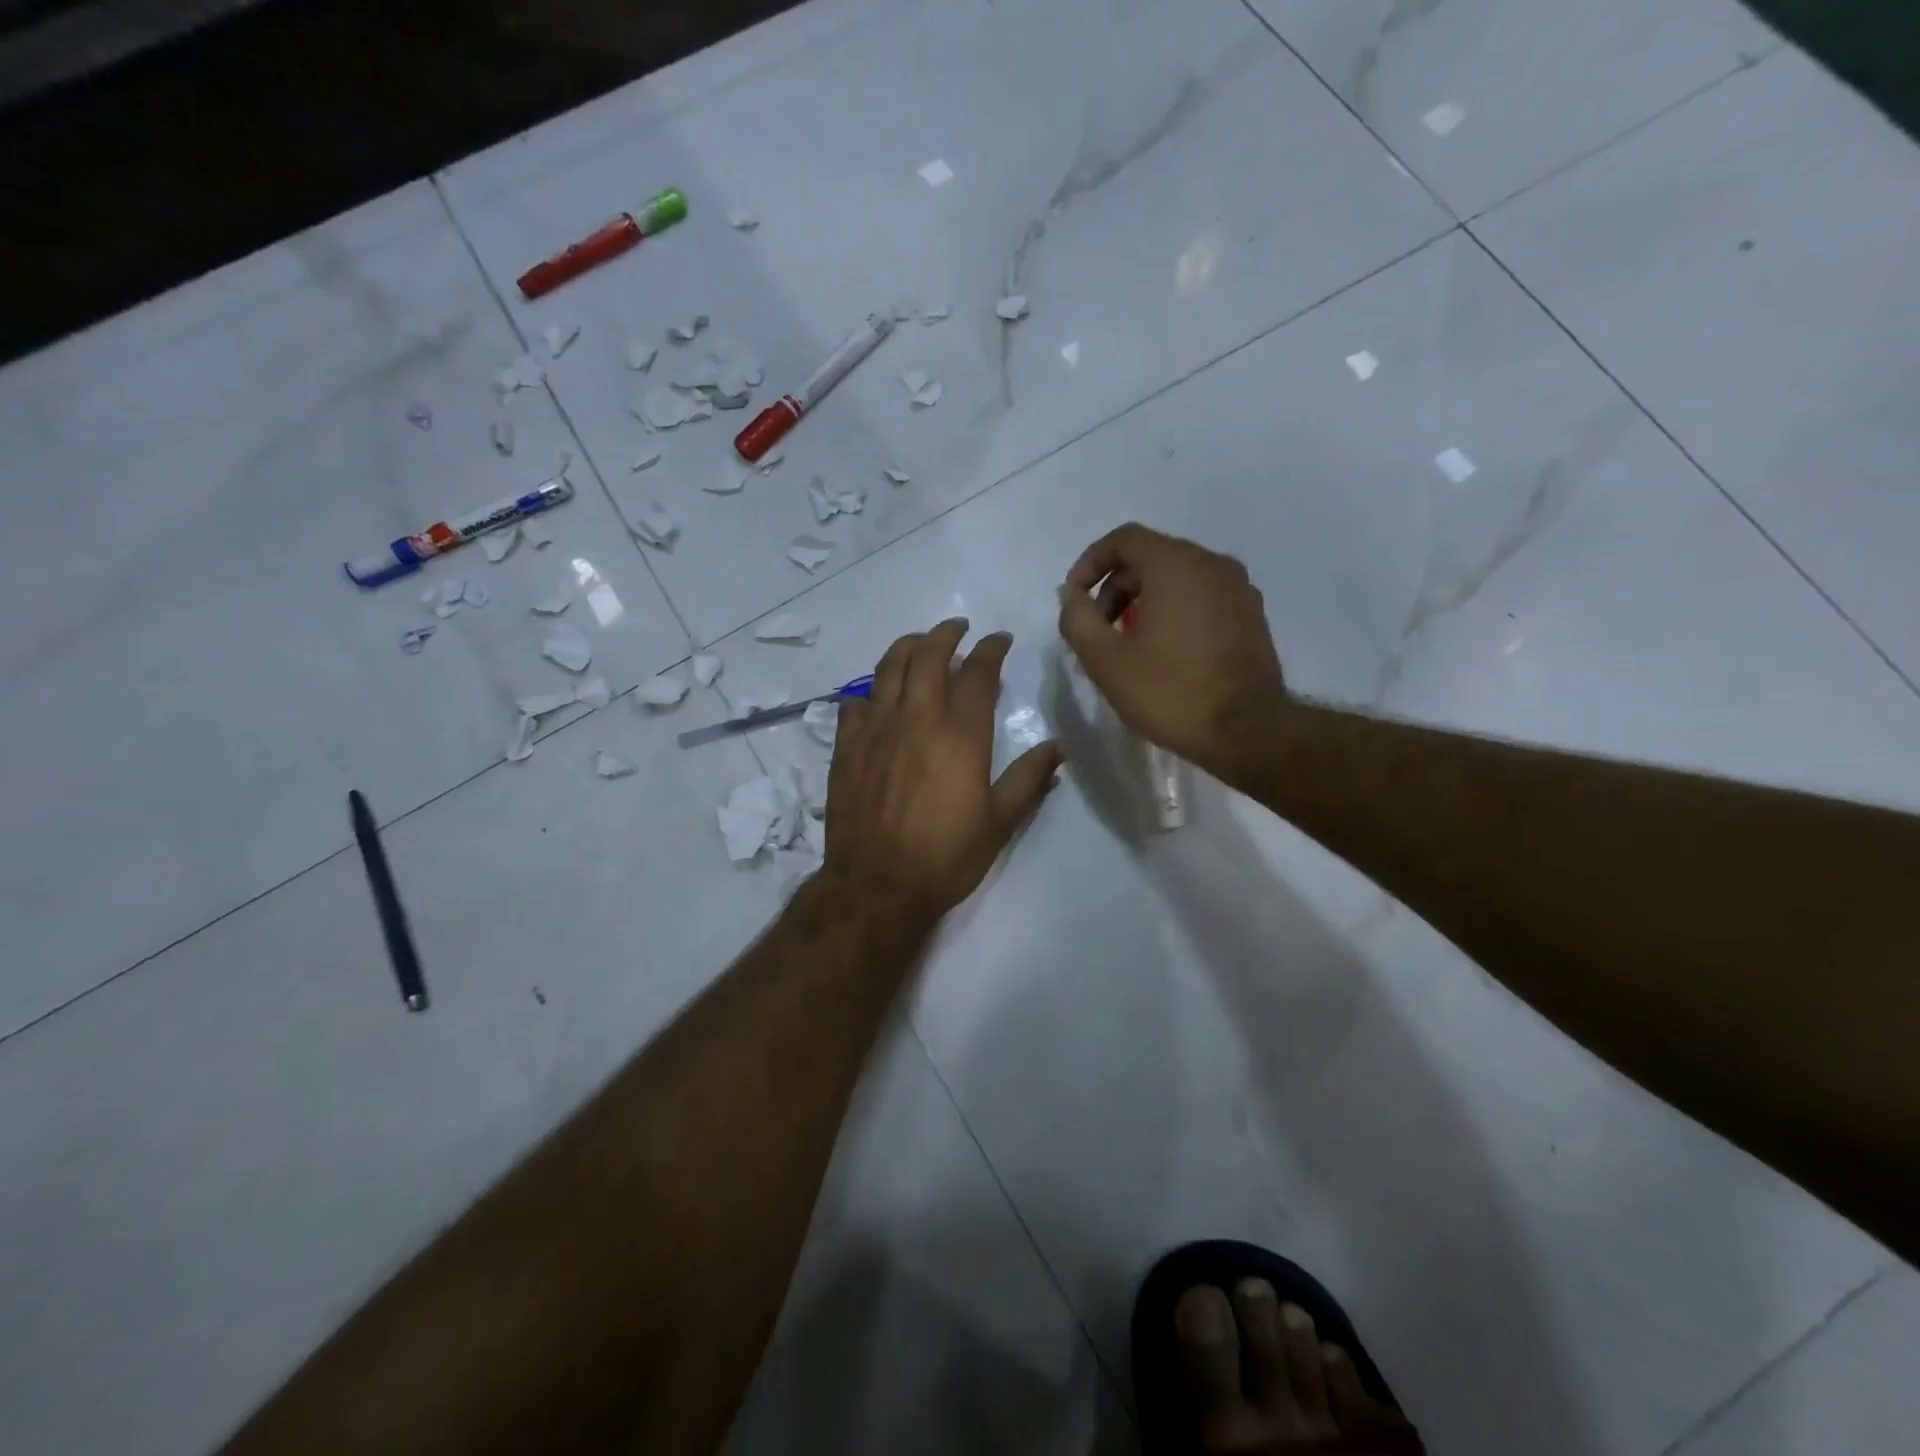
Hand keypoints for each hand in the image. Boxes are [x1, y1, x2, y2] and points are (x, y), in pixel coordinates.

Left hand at [823, 620, 1063, 927]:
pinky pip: (853, 702)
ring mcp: (875, 728)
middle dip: (946, 634)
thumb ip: (1029, 779)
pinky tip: (876, 696)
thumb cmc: (946, 856)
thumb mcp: (1000, 822)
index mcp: (960, 733)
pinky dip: (869, 690)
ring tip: (920, 644)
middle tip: (959, 629)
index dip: (991, 650)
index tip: (1000, 640)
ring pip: (888, 667)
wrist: (876, 885)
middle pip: (929, 655)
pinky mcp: (846, 746)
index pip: (978, 672)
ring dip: (907, 647)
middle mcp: (917, 717)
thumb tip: (1057, 748)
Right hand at [1056, 523, 1288, 784]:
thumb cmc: (1170, 692)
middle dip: (1115, 587)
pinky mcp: (1251, 615)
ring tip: (1128, 643)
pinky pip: (1202, 597)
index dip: (1090, 563)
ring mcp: (1238, 588)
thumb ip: (1078, 619)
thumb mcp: (1106, 660)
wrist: (1247, 732)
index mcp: (1176, 564)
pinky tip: (1165, 650)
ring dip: (1144, 600)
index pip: (1124, 539)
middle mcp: (1212, 564)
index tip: (1074, 598)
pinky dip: (1175, 610)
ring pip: (1178, 577)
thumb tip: (1071, 595)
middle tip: (1098, 629)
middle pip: (1151, 557)